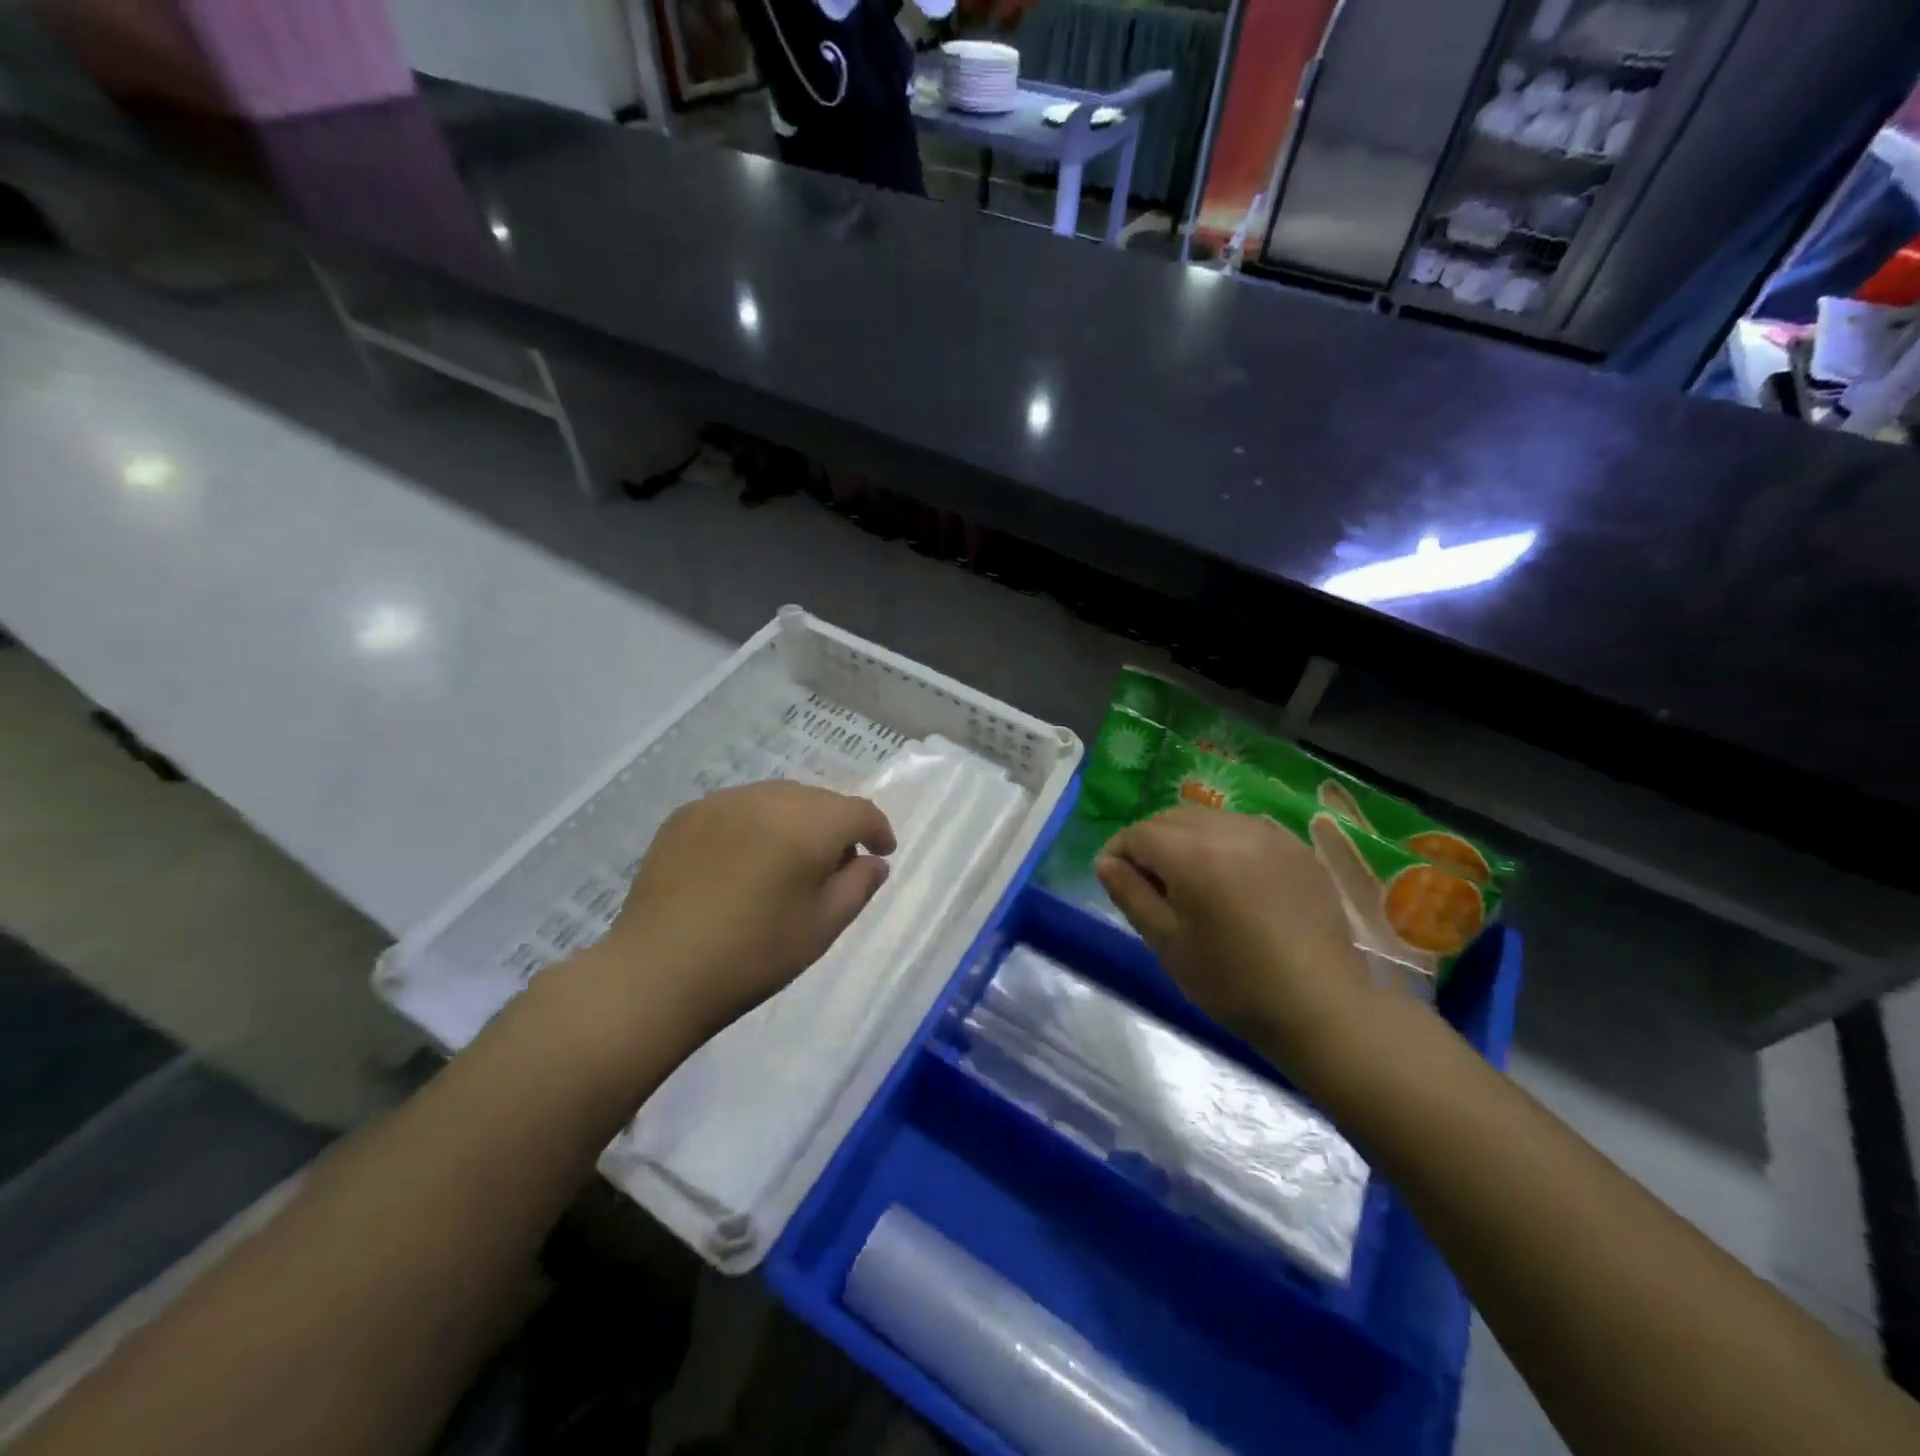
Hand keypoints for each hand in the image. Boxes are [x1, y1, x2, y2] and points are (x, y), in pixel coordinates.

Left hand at [579, 782, 895, 1043]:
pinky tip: (744, 861)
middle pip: (818, 799)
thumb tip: (872, 861)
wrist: (657, 972)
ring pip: (777, 798)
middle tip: (835, 864)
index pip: (858, 811)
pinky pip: (739, 807)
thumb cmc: (753, 955)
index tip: (881, 853)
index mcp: (806, 825)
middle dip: (836, 825)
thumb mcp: (822, 927)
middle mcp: (766, 798)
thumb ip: (858, 885)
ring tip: (789, 860)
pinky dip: (755, 824)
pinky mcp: (687, 814)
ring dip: (796, 820)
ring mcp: (722, 802)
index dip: (877, 829)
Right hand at [1095, 806, 1373, 1069]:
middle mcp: (1230, 830)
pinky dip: (1224, 843)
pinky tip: (1230, 880)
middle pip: (1171, 818)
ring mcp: (1269, 834)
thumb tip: (1105, 862)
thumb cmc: (1233, 982)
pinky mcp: (1296, 847)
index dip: (1118, 852)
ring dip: (1186, 839)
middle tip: (1149, 884)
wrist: (1321, 1007)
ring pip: (1208, 819)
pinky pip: (1244, 829)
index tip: (1114, 880)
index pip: (1139, 833)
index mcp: (1194, 855)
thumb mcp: (1167, 943)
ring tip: (1190, 881)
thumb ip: (1130, 895)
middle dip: (1150, 842)